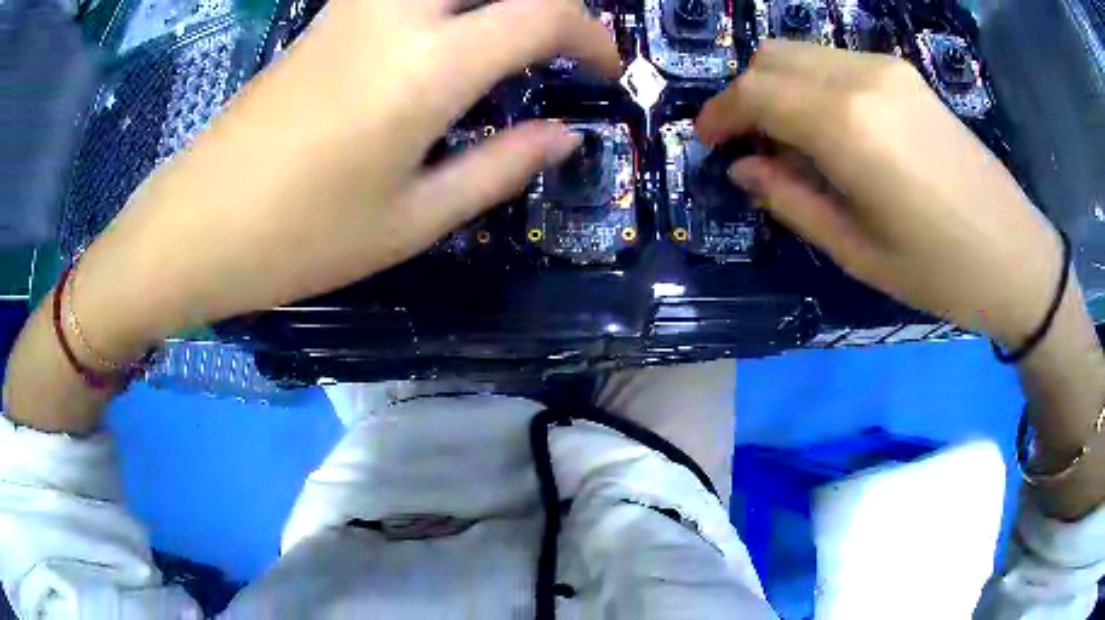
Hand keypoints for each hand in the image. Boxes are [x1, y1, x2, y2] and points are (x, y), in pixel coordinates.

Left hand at [72, 0, 619, 360]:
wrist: (196, 226)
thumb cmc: (299, 240)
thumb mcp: (411, 222)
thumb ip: (499, 169)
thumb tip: (564, 139)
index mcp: (426, 68)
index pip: (542, 14)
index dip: (592, 36)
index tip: (606, 70)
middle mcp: (395, 14)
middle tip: (560, 42)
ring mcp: (353, 8)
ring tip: (508, 36)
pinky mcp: (326, 17)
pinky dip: (444, 1)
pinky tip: (444, 34)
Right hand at [696, 40, 1060, 345]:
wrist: (1016, 255)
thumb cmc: (939, 271)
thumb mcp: (856, 251)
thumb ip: (790, 199)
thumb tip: (743, 167)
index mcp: (846, 124)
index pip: (754, 91)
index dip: (720, 113)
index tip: (709, 142)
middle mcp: (860, 77)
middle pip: (771, 57)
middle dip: (744, 94)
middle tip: (747, 143)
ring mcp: (887, 69)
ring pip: (802, 53)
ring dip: (778, 86)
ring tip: (787, 140)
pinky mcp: (906, 74)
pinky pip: (836, 62)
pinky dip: (812, 84)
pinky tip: (829, 127)